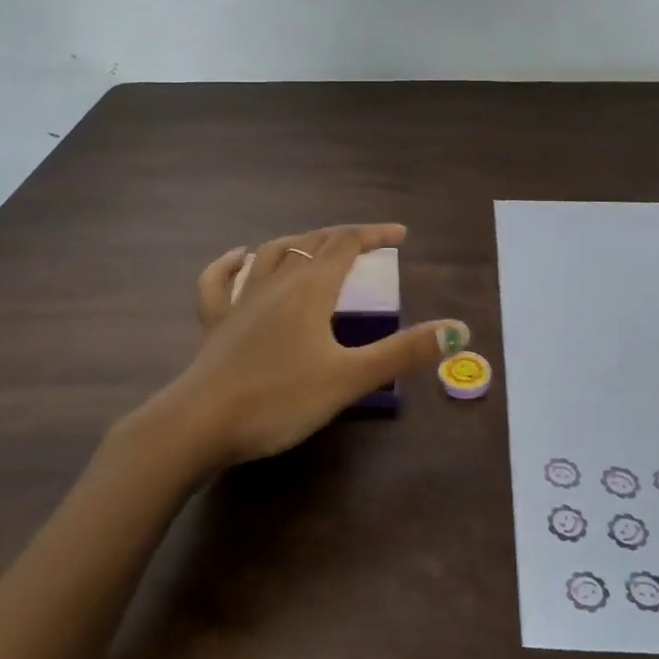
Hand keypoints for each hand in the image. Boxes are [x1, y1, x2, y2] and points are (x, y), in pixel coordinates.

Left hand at [143, 223, 469, 469]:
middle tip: (367, 244)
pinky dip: (231, 263)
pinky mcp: (215, 322)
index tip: (400, 235)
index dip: (375, 234)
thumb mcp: (349, 378)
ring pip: (272, 254)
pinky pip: (219, 280)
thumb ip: (404, 352)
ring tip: (316, 246)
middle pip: (313, 244)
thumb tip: (459, 329)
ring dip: (299, 244)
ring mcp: (241, 300)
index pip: (347, 243)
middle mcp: (276, 283)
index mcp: (311, 289)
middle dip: (343, 237)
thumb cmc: (279, 399)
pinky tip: (239, 257)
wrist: (199, 424)